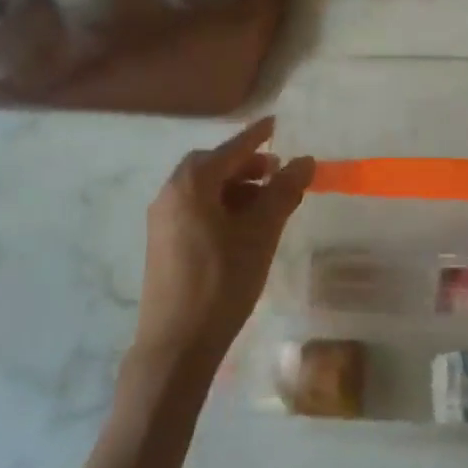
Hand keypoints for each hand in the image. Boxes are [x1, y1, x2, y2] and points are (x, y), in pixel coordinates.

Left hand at [135, 116, 313, 370]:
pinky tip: (243, 229)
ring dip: (235, 188)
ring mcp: (162, 221)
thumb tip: (304, 161)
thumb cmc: (223, 281)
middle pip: (212, 166)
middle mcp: (170, 194)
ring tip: (266, 204)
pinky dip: (221, 206)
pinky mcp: (163, 244)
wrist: (177, 344)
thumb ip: (283, 192)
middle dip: (246, 165)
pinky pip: (195, 209)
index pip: (231, 149)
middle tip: (276, 173)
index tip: (275, 123)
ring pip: (203, 190)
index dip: (256, 136)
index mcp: (192, 185)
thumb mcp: (261, 233)